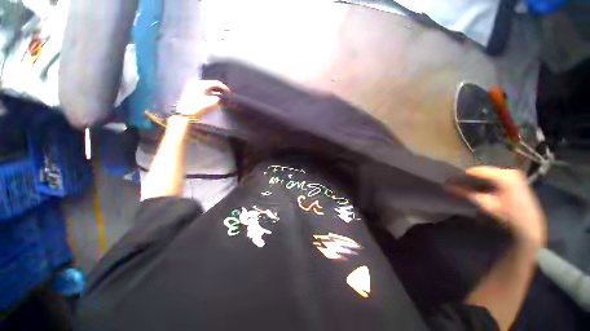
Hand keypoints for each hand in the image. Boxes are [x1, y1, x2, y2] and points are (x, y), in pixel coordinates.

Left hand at [175, 79, 229, 116]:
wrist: (186, 114)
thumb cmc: (199, 107)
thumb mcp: (213, 103)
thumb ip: (220, 99)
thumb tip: (224, 98)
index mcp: (201, 83)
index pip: (216, 83)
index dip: (224, 88)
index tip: (230, 93)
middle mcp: (197, 83)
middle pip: (211, 85)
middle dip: (219, 90)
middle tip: (226, 96)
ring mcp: (193, 88)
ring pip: (207, 88)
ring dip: (215, 93)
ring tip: (221, 98)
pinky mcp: (191, 93)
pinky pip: (203, 91)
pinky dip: (209, 95)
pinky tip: (213, 99)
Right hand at [459, 166, 546, 246]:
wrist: (530, 224)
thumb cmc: (508, 214)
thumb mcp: (485, 204)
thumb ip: (466, 193)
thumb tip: (447, 187)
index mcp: (503, 176)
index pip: (477, 170)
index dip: (463, 175)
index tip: (452, 180)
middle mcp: (509, 170)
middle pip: (483, 170)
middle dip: (471, 177)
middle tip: (459, 184)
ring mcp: (514, 173)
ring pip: (489, 172)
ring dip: (479, 178)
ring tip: (468, 185)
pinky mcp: (516, 177)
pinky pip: (496, 175)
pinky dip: (487, 180)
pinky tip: (482, 186)